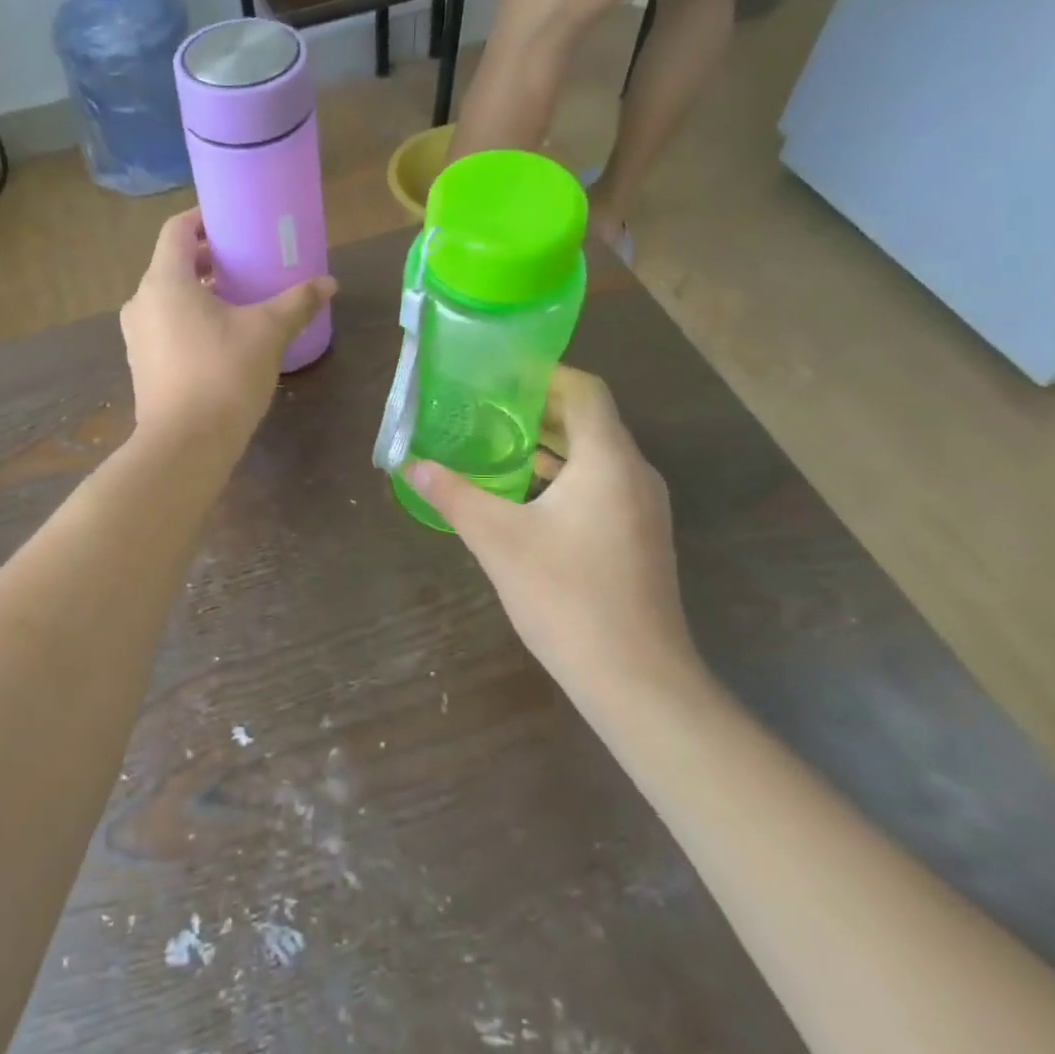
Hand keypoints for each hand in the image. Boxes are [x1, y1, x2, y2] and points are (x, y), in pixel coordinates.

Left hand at [120, 209, 335, 454]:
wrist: (184, 446)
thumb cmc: (223, 375)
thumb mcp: (267, 333)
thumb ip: (297, 302)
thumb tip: (329, 282)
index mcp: (165, 281)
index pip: (176, 230)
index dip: (203, 218)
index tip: (232, 221)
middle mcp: (142, 302)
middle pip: (172, 264)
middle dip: (207, 259)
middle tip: (244, 262)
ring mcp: (137, 336)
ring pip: (168, 298)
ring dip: (198, 292)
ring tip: (236, 299)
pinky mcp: (142, 365)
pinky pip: (165, 326)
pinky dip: (188, 319)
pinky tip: (220, 338)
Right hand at [404, 367, 701, 701]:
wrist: (637, 679)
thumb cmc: (566, 596)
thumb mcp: (498, 540)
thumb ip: (453, 495)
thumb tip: (410, 464)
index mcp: (608, 460)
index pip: (585, 390)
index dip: (546, 374)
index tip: (500, 375)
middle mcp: (635, 473)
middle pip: (590, 420)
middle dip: (540, 409)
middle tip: (487, 406)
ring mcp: (644, 508)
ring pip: (597, 456)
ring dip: (553, 445)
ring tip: (499, 443)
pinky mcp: (641, 538)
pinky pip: (604, 485)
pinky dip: (567, 476)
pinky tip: (528, 496)